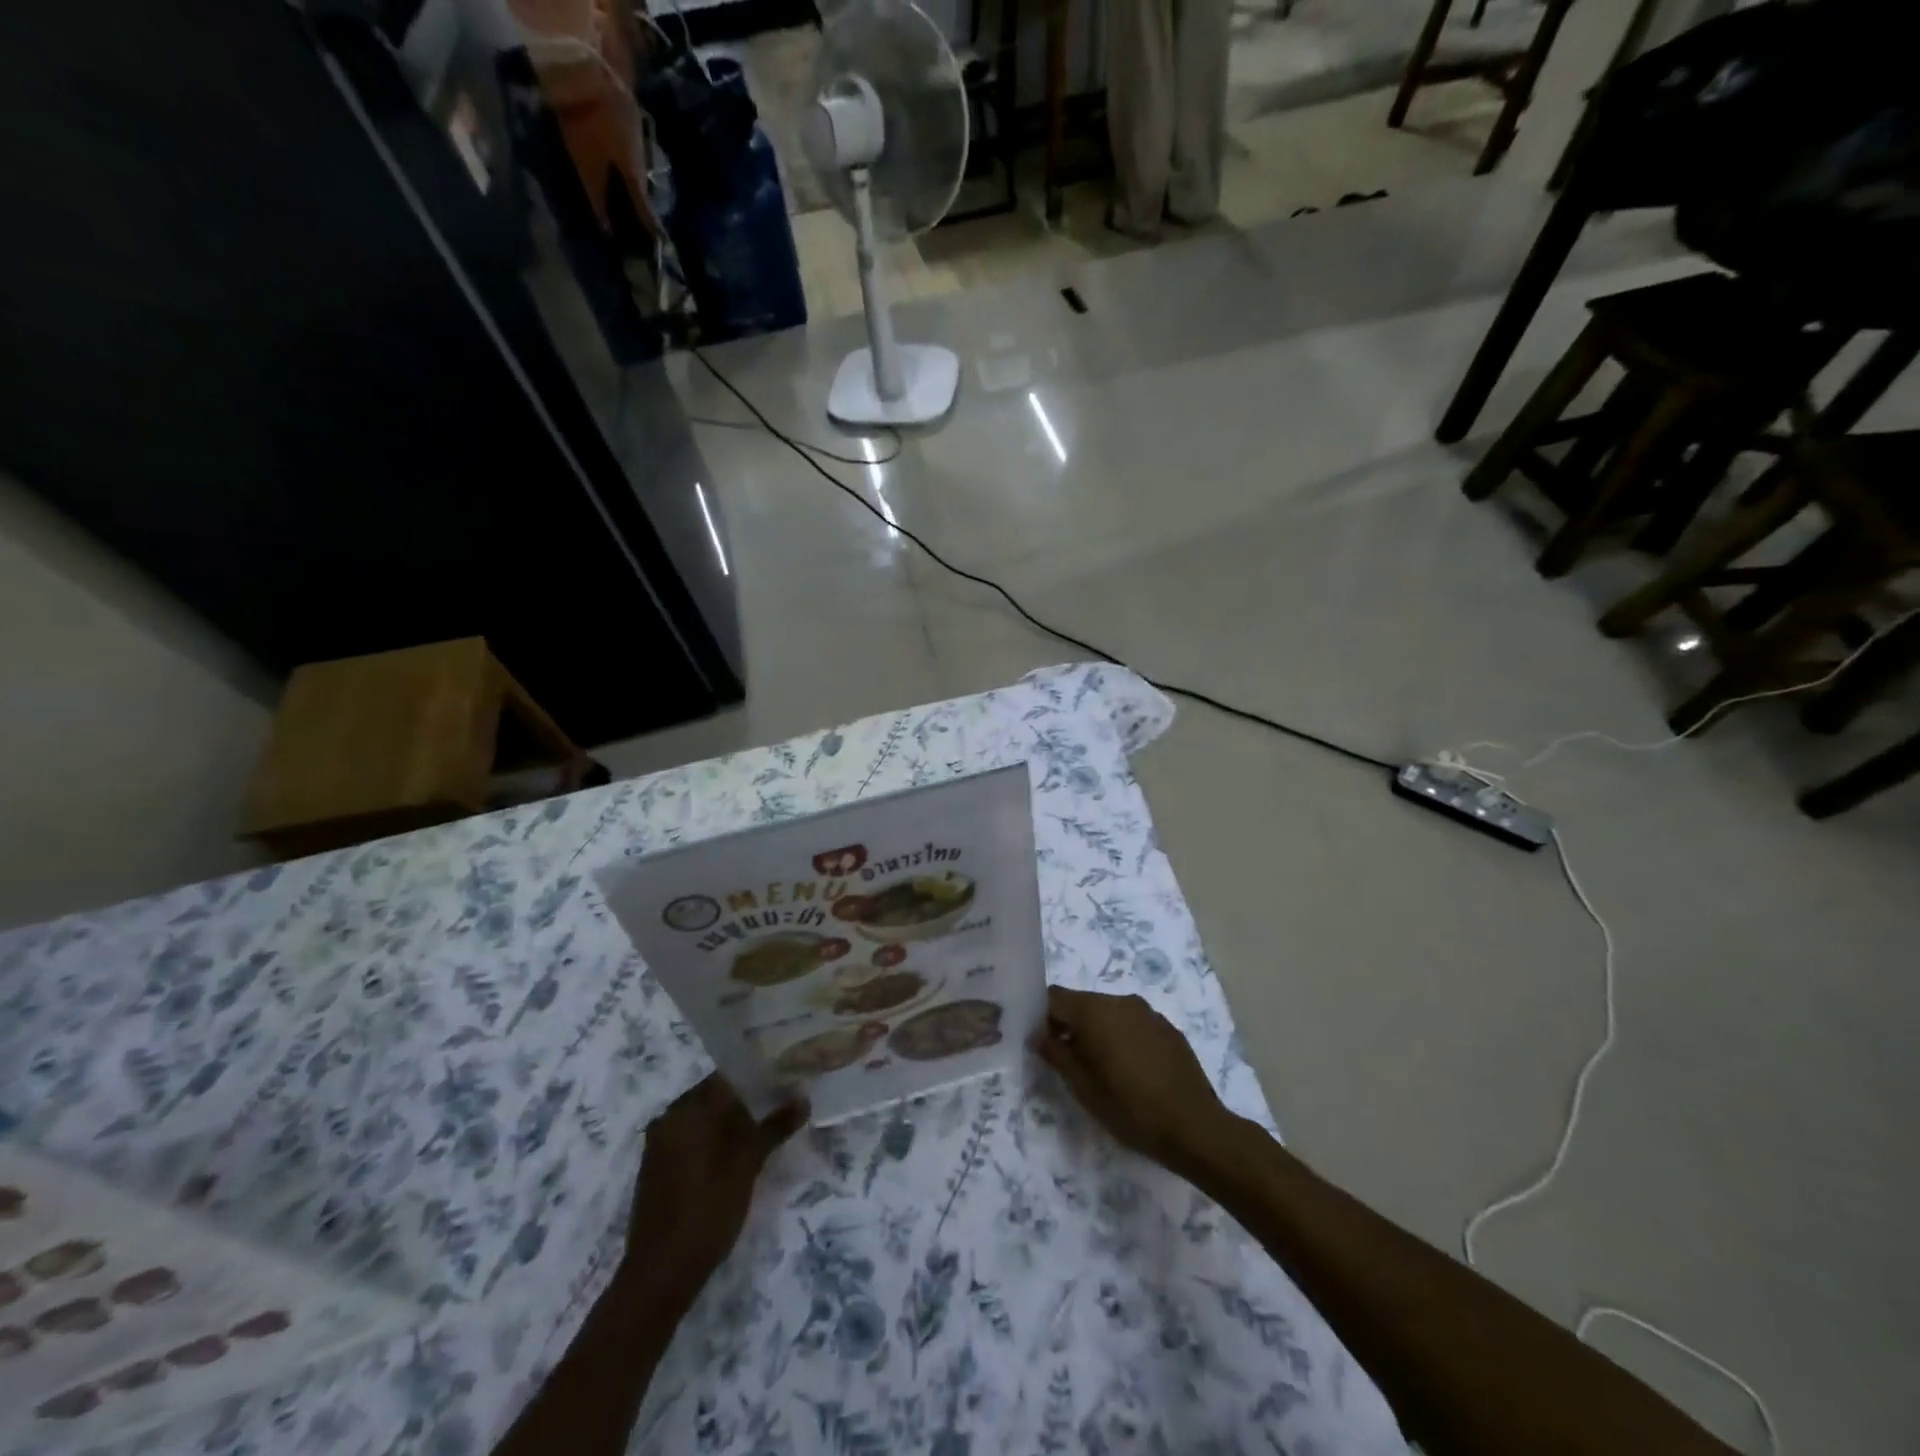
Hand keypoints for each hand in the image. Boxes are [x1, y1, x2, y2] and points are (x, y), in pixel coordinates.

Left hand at [624, 1075, 805, 1298]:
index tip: (785, 1076)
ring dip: (732, 1121)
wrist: (660, 1273)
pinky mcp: (659, 1169)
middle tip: (782, 1102)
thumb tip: (803, 1098)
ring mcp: (660, 1145)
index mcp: (687, 1109)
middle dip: (748, 1098)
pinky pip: (692, 1139)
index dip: (758, 1074)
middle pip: (715, 1096)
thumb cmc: (707, 1208)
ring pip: (704, 1119)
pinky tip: (739, 1154)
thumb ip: (774, 1126)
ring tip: (767, 1127)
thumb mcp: (747, 1164)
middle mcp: (669, 1118)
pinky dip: (715, 1140)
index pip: (727, 1075)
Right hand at [1032, 987, 1237, 1178]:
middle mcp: (1121, 1001)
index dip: (1042, 1016)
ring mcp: (1147, 1012)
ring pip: (1108, 1012)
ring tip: (1102, 1068)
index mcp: (1095, 1011)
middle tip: (1068, 1061)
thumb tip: (1039, 1034)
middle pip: (1082, 1002)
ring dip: (1098, 1031)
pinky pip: (1132, 1022)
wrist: (1195, 1127)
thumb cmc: (1131, 1109)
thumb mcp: (1083, 1088)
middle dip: (1070, 1025)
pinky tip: (1131, 1069)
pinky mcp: (1167, 1026)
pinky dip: (1123, 1037)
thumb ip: (1056, 1054)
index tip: (1042, 1043)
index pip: (1055, 997)